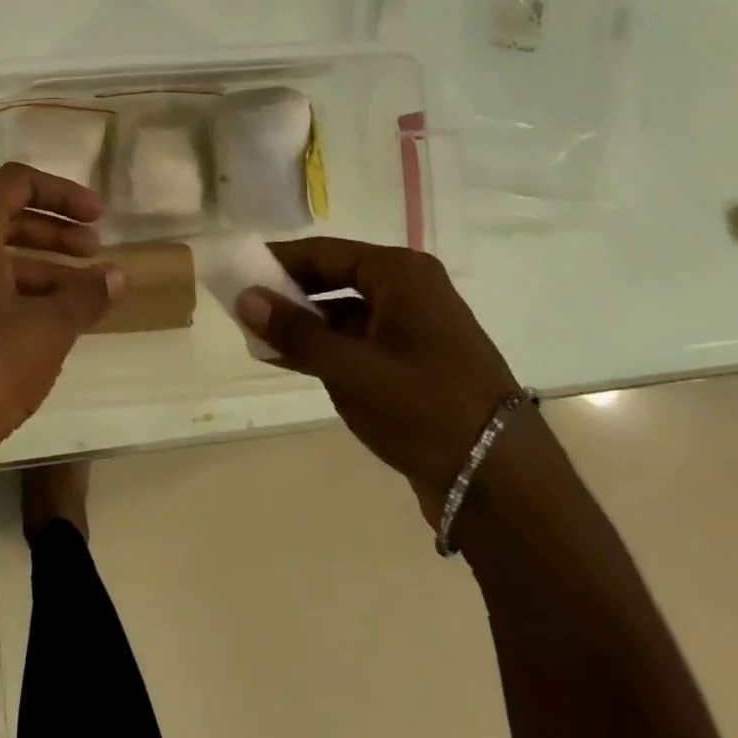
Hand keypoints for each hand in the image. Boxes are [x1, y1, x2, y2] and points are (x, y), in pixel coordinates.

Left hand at [0, 163, 124, 453]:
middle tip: (93, 253)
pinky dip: (6, 288)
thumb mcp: (48, 328)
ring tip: (79, 294)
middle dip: (53, 233)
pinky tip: (40, 318)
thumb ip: (86, 295)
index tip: (98, 217)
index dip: (62, 194)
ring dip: (35, 266)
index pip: (16, 183)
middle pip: (2, 217)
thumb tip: (119, 278)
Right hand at [236, 239, 519, 520]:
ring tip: (257, 337)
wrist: (501, 484)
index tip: (235, 271)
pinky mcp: (413, 362)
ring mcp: (414, 327)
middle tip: (242, 307)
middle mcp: (409, 290)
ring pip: (343, 312)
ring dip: (303, 324)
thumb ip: (294, 331)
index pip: (322, 253)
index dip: (276, 261)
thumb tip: (243, 298)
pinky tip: (289, 360)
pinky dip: (325, 347)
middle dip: (288, 294)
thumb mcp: (350, 368)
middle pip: (332, 278)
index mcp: (401, 274)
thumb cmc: (424, 408)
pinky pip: (358, 341)